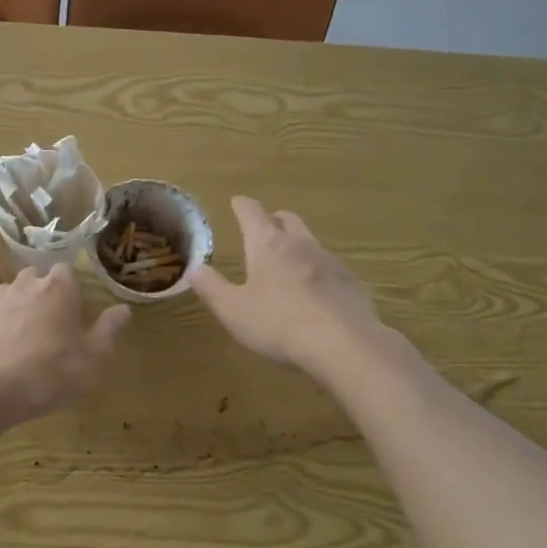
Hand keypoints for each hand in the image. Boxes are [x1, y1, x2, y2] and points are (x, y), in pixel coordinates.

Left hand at [0, 264, 129, 422]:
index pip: (66, 271)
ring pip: (8, 295)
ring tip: (20, 340)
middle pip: (35, 278)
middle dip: (41, 294)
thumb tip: (123, 308)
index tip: (73, 311)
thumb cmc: (52, 372)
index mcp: (58, 288)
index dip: (70, 289)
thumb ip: (110, 329)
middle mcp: (24, 285)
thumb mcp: (94, 357)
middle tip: (48, 326)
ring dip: (15, 309)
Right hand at [193, 197, 391, 376]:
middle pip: (288, 220)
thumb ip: (212, 288)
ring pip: (311, 243)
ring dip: (298, 246)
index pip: (252, 213)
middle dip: (275, 220)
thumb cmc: (278, 324)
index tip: (237, 202)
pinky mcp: (351, 284)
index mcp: (268, 245)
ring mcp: (330, 262)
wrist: (345, 345)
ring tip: (288, 263)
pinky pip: (330, 269)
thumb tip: (194, 268)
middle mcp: (301, 245)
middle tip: (265, 227)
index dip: (242, 206)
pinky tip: (315, 294)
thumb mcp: (233, 310)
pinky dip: (318, 273)